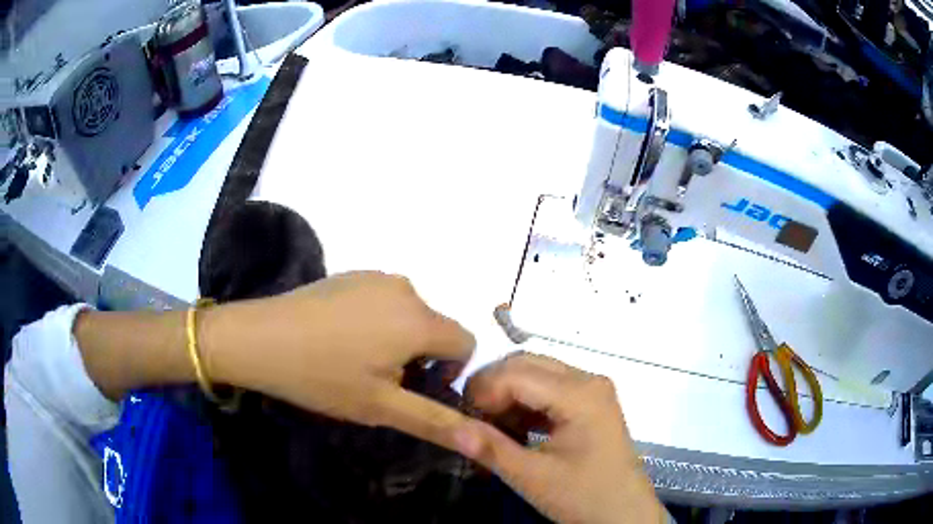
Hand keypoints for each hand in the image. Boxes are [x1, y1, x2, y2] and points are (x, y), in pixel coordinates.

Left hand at [203, 271, 475, 449]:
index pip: (466, 343)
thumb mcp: (381, 407)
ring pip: (409, 315)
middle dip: (420, 357)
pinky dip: (377, 321)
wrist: (259, 338)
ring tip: (356, 360)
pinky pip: (383, 300)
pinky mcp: (352, 274)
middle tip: (379, 381)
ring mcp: (376, 276)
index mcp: (419, 320)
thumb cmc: (322, 377)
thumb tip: (484, 441)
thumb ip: (436, 422)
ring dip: (398, 340)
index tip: (412, 389)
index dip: (449, 372)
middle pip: (435, 328)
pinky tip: (339, 337)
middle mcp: (406, 289)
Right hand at [453, 353, 664, 523]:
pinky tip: (514, 428)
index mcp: (580, 394)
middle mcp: (588, 380)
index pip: (517, 373)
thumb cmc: (583, 497)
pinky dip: (526, 403)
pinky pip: (550, 389)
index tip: (461, 417)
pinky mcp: (591, 404)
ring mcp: (593, 390)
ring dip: (508, 394)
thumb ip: (489, 448)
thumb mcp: (532, 477)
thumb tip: (446, 427)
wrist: (624, 515)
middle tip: (471, 418)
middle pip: (527, 364)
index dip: (482, 390)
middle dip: (493, 387)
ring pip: (537, 373)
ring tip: (489, 426)